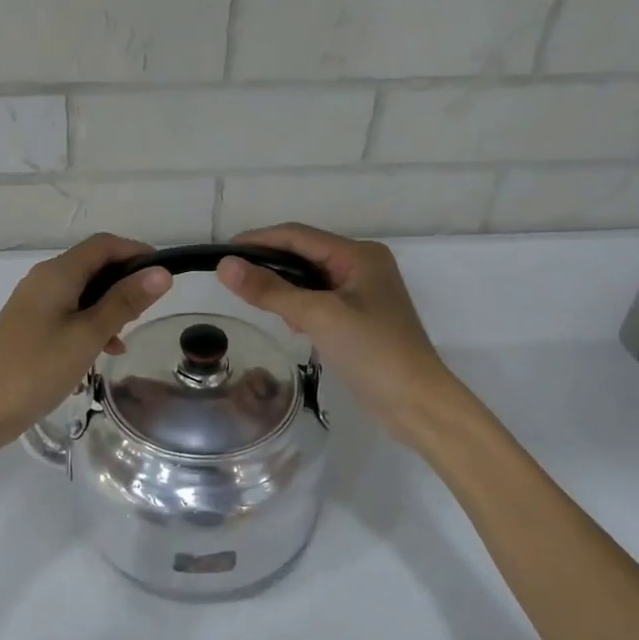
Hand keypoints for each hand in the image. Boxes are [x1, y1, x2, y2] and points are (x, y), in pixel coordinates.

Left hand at [0, 234, 172, 456]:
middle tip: (149, 311)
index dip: (137, 252)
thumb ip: (124, 302)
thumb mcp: (88, 335)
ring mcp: (33, 304)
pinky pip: (68, 314)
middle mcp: (43, 280)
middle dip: (124, 282)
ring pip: (82, 292)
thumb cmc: (36, 369)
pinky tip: (103, 352)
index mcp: (57, 273)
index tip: (165, 276)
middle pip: (93, 265)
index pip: (104, 244)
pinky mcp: (28, 327)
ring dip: (109, 307)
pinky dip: (90, 325)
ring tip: (127, 336)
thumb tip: (161, 272)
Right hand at [217, 224, 463, 446]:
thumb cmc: (372, 351)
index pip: (298, 236)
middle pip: (304, 254)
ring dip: (284, 288)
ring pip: (310, 279)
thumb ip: (271, 290)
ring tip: (258, 303)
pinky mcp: (360, 318)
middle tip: (233, 279)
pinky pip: (319, 301)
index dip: (259, 240)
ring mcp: (363, 293)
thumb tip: (225, 265)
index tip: (222, 253)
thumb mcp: (318, 316)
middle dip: (270, 264)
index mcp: (359, 255)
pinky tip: (290, 325)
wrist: (416, 403)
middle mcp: (363, 266)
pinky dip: (299, 307)